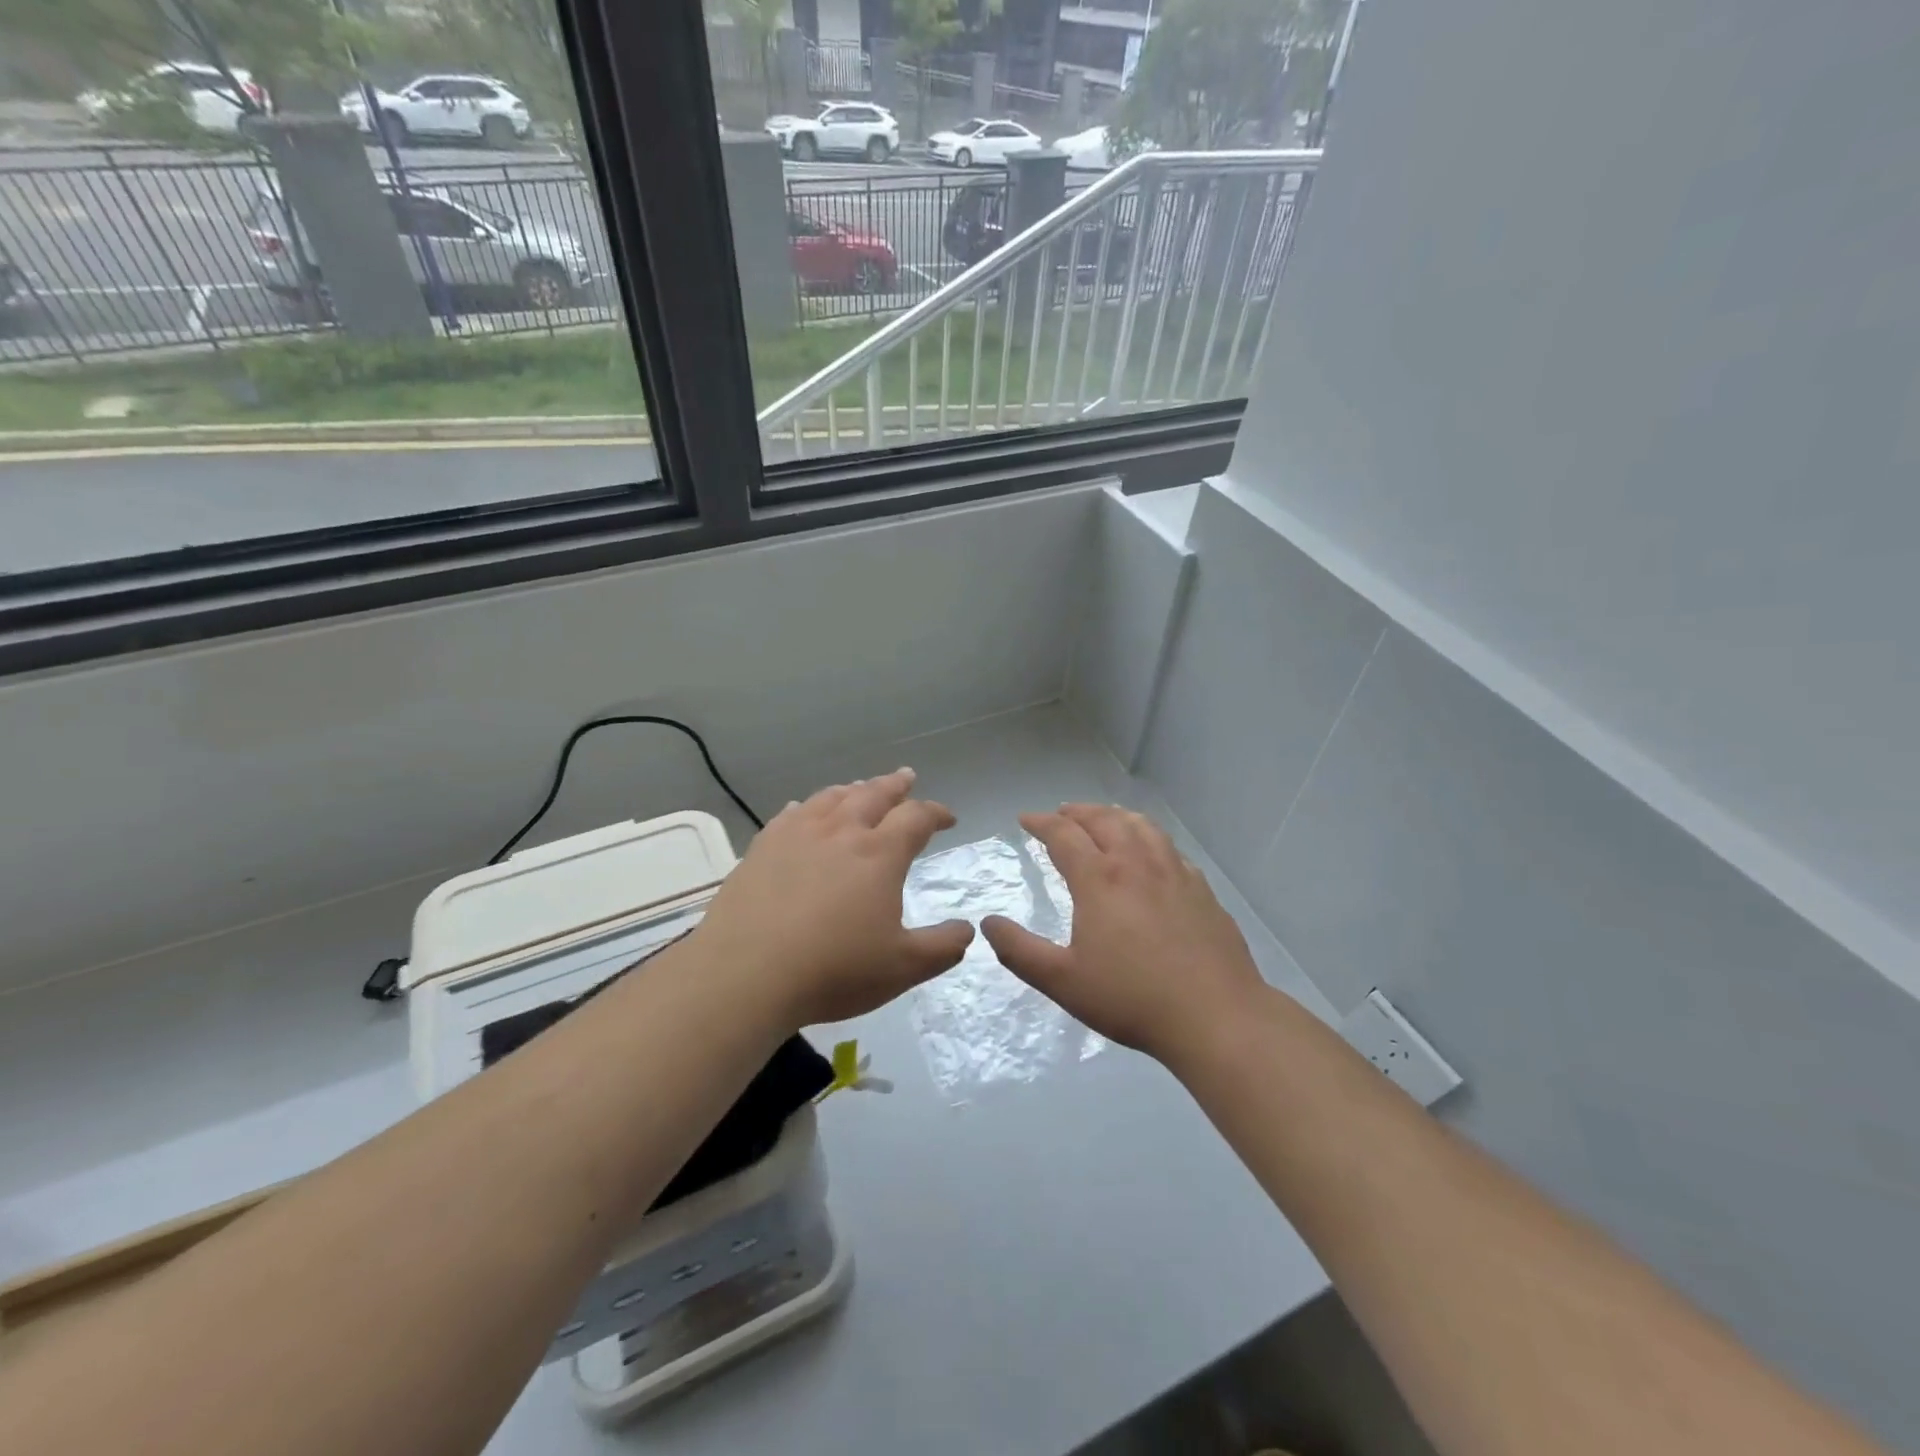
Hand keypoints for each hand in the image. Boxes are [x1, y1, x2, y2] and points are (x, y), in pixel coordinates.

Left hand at [694, 768, 974, 1027]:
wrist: (746, 974)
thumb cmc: (833, 970)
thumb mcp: (902, 968)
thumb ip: (942, 947)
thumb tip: (967, 930)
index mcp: (879, 854)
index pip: (916, 817)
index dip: (936, 813)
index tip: (948, 818)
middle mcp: (841, 832)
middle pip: (873, 794)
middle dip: (895, 785)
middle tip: (907, 777)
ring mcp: (797, 835)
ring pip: (832, 798)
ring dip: (853, 789)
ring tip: (861, 787)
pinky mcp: (762, 847)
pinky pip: (791, 814)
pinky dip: (808, 806)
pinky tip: (805, 810)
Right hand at [981, 804, 1267, 1068]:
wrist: (1215, 1015)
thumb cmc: (1131, 998)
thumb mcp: (1062, 981)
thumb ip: (1019, 950)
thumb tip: (989, 923)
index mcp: (1100, 880)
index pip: (1064, 835)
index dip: (1041, 822)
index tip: (1025, 819)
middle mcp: (1137, 864)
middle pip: (1104, 820)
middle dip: (1077, 812)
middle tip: (1061, 813)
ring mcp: (1174, 872)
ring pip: (1141, 826)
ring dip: (1114, 815)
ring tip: (1103, 819)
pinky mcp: (1201, 889)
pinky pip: (1169, 847)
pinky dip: (1148, 837)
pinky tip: (1150, 853)